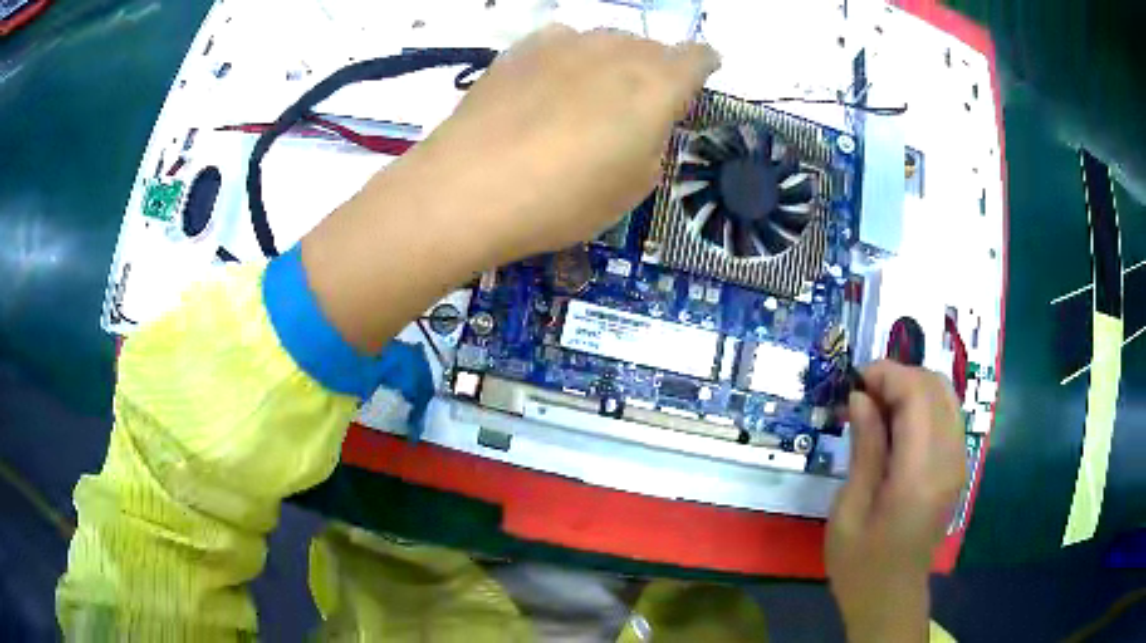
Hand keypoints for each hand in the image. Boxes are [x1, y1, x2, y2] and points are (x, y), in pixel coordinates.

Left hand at [302, 27, 716, 351]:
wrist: (469, 188)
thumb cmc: (563, 199)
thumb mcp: (631, 189)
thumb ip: (651, 146)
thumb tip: (642, 128)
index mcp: (657, 85)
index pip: (697, 57)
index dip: (702, 65)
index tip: (699, 77)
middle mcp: (617, 51)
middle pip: (651, 47)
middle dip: (656, 70)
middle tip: (641, 104)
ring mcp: (566, 43)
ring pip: (607, 41)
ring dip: (613, 63)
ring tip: (594, 95)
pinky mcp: (522, 49)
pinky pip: (562, 42)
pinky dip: (569, 57)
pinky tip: (553, 83)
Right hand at [826, 361, 966, 642]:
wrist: (890, 596)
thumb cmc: (859, 562)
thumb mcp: (849, 508)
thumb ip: (865, 447)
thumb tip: (860, 397)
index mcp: (919, 474)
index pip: (917, 394)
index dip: (886, 375)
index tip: (854, 382)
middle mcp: (949, 460)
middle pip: (936, 387)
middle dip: (899, 376)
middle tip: (863, 396)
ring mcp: (959, 462)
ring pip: (946, 396)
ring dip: (912, 389)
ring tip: (878, 408)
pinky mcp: (957, 467)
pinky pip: (948, 416)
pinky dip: (923, 406)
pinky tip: (898, 427)